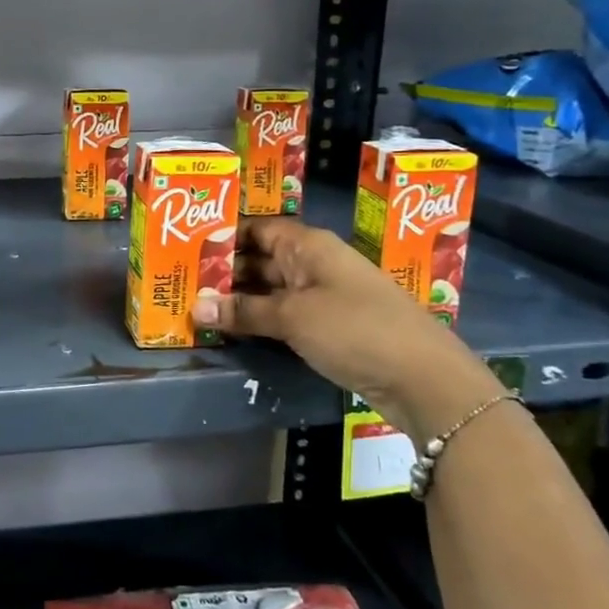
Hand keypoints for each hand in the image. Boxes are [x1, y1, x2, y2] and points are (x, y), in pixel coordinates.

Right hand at [193, 219, 501, 439]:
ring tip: (199, 309)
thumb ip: (243, 311)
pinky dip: (261, 321)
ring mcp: (325, 296)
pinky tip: (234, 331)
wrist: (425, 379)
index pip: (256, 229)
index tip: (187, 250)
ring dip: (241, 300)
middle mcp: (315, 263)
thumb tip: (195, 308)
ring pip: (272, 290)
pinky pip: (286, 315)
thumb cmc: (355, 329)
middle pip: (262, 259)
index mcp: (308, 245)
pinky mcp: (332, 327)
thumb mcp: (293, 317)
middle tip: (183, 285)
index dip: (223, 237)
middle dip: (225, 272)